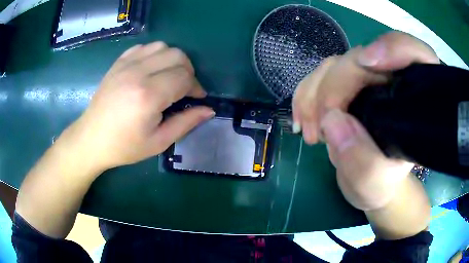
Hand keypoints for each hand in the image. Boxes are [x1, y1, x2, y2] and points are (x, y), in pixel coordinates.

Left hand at [70, 42, 213, 171]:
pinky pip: (144, 47)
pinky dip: (155, 54)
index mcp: (148, 95)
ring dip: (173, 60)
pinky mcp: (118, 63)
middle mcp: (138, 73)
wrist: (91, 139)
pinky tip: (152, 70)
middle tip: (184, 88)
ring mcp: (126, 65)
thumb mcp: (158, 142)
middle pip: (177, 56)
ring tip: (169, 77)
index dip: (196, 87)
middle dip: (188, 71)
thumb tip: (209, 110)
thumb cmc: (124, 146)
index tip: (197, 98)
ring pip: (162, 47)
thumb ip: (186, 123)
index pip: (184, 77)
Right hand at [293, 31, 438, 210]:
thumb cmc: (382, 184)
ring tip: (311, 134)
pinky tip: (302, 121)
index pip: (415, 54)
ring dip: (314, 95)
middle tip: (320, 127)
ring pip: (336, 65)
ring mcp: (367, 80)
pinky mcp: (346, 85)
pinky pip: (320, 76)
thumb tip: (332, 119)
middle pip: (362, 59)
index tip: (368, 63)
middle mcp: (393, 80)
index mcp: (415, 98)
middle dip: (335, 87)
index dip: (394, 48)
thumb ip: (361, 161)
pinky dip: (305, 95)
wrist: (369, 183)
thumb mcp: (376, 184)